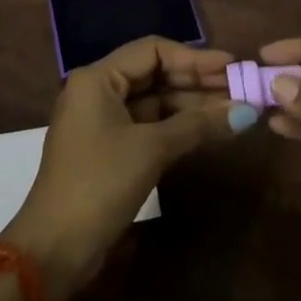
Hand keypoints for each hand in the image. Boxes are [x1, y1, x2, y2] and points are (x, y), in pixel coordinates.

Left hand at [1, 37, 251, 300]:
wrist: (54, 249)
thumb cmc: (99, 184)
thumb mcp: (151, 149)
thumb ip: (198, 125)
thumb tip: (246, 112)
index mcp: (97, 78)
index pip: (153, 51)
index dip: (195, 57)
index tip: (232, 66)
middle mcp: (97, 91)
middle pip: (154, 74)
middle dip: (196, 81)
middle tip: (238, 87)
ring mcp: (102, 121)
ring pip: (153, 101)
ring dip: (190, 105)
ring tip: (233, 108)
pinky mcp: (108, 149)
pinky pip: (148, 124)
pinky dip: (176, 126)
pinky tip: (207, 129)